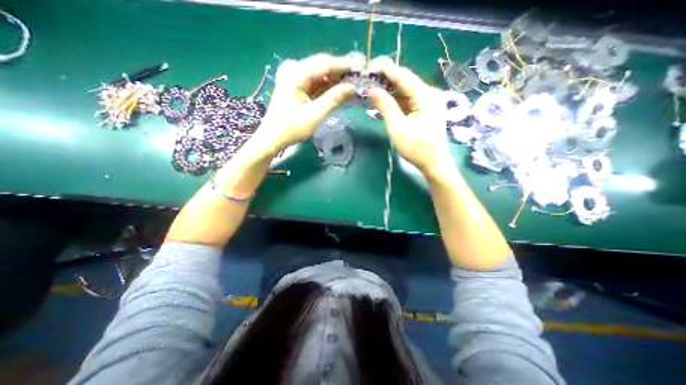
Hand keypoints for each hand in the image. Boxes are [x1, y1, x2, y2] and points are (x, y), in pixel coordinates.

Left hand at [251, 53, 359, 154]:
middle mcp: (295, 71)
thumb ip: (333, 99)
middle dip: (341, 71)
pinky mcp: (298, 87)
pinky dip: (329, 87)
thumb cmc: (291, 129)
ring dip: (336, 79)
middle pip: (322, 65)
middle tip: (359, 77)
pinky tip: (340, 90)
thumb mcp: (314, 115)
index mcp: (296, 75)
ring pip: (321, 74)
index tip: (361, 67)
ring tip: (353, 84)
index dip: (344, 65)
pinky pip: (317, 83)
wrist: (273, 137)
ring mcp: (295, 79)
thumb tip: (352, 88)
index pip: (324, 63)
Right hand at [367, 58, 454, 175]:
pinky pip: (408, 101)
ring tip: (371, 91)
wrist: (433, 163)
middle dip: (385, 80)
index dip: (385, 69)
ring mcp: (427, 102)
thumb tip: (372, 89)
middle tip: (367, 80)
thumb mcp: (397, 127)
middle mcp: (428, 94)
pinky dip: (395, 102)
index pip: (403, 75)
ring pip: (405, 92)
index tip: (369, 67)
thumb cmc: (416, 148)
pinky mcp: (424, 111)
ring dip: (389, 92)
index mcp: (425, 95)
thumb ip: (385, 106)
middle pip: (404, 81)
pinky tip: (383, 104)